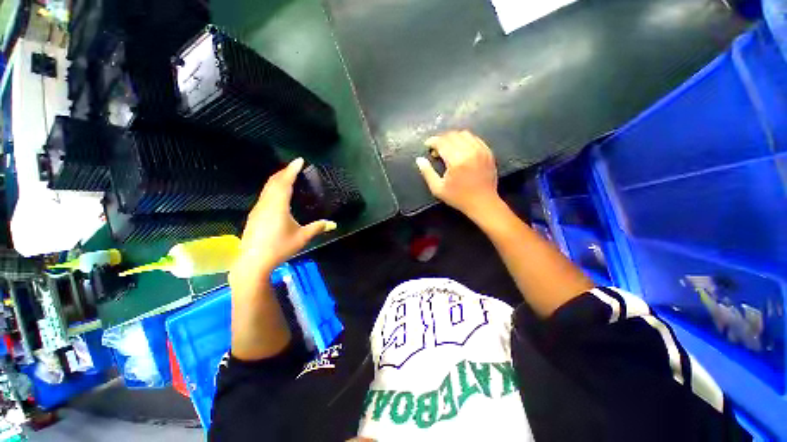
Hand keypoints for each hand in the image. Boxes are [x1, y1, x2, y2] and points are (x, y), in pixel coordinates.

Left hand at [231, 158, 335, 283]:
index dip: (292, 170)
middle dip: (284, 172)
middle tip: (295, 167)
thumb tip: (334, 224)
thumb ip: (317, 228)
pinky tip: (278, 195)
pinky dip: (273, 188)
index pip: (285, 182)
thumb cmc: (279, 247)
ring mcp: (258, 209)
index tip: (299, 160)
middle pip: (273, 182)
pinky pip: (265, 195)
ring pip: (267, 188)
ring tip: (288, 177)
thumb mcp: (301, 237)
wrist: (252, 262)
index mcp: (278, 205)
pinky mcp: (255, 215)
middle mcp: (266, 203)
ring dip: (277, 179)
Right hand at [416, 131, 500, 217]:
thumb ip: (427, 172)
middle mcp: (469, 151)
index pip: (442, 142)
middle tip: (436, 148)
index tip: (427, 145)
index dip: (432, 141)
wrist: (483, 203)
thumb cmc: (458, 197)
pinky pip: (475, 139)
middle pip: (452, 135)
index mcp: (456, 160)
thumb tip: (419, 159)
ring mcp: (481, 150)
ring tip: (448, 147)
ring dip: (453, 137)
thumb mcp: (438, 188)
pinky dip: (465, 140)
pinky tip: (461, 149)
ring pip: (464, 134)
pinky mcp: (488, 152)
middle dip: (441, 139)